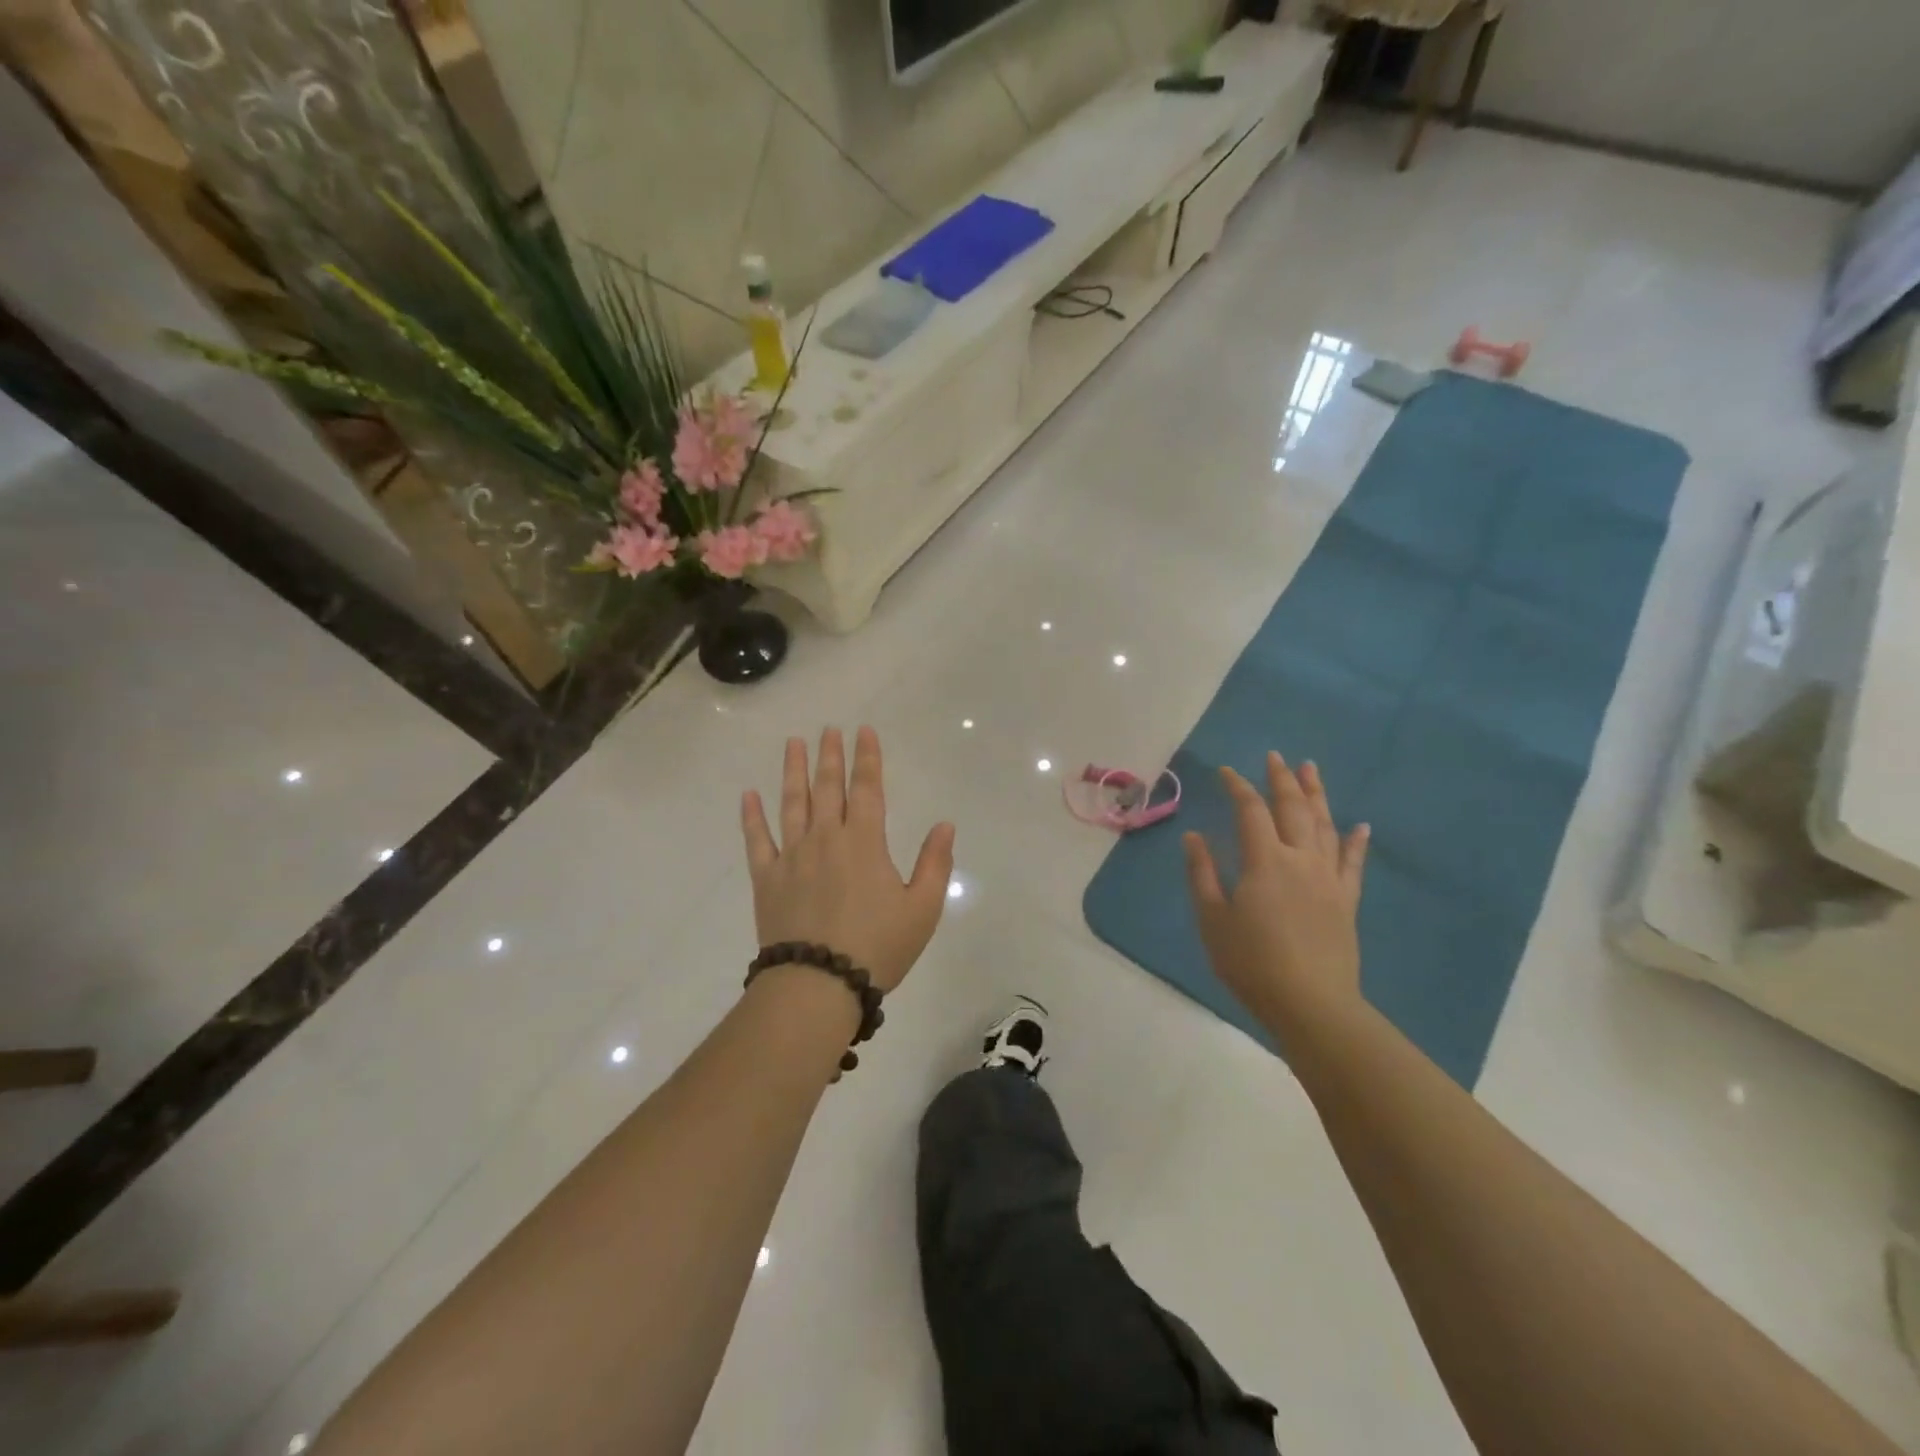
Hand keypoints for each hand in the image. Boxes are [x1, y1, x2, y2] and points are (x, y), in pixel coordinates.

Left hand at [740, 727, 956, 992]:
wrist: (818, 984)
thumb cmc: (877, 946)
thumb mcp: (922, 908)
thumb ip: (935, 863)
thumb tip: (945, 824)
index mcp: (864, 841)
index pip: (867, 788)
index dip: (867, 758)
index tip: (863, 731)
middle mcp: (825, 838)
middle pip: (827, 787)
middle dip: (830, 755)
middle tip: (828, 729)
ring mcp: (792, 856)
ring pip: (792, 803)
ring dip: (793, 771)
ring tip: (793, 743)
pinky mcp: (766, 878)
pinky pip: (756, 840)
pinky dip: (751, 816)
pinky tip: (748, 795)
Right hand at [1182, 753, 1369, 1035]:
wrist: (1311, 1003)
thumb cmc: (1251, 962)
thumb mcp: (1212, 919)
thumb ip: (1203, 874)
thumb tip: (1194, 837)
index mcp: (1264, 860)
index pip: (1250, 811)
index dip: (1238, 787)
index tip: (1226, 771)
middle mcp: (1300, 859)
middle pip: (1293, 808)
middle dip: (1281, 779)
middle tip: (1275, 756)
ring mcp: (1328, 878)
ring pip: (1324, 825)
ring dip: (1317, 795)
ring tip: (1311, 770)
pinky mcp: (1347, 900)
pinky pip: (1353, 862)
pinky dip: (1356, 841)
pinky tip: (1360, 826)